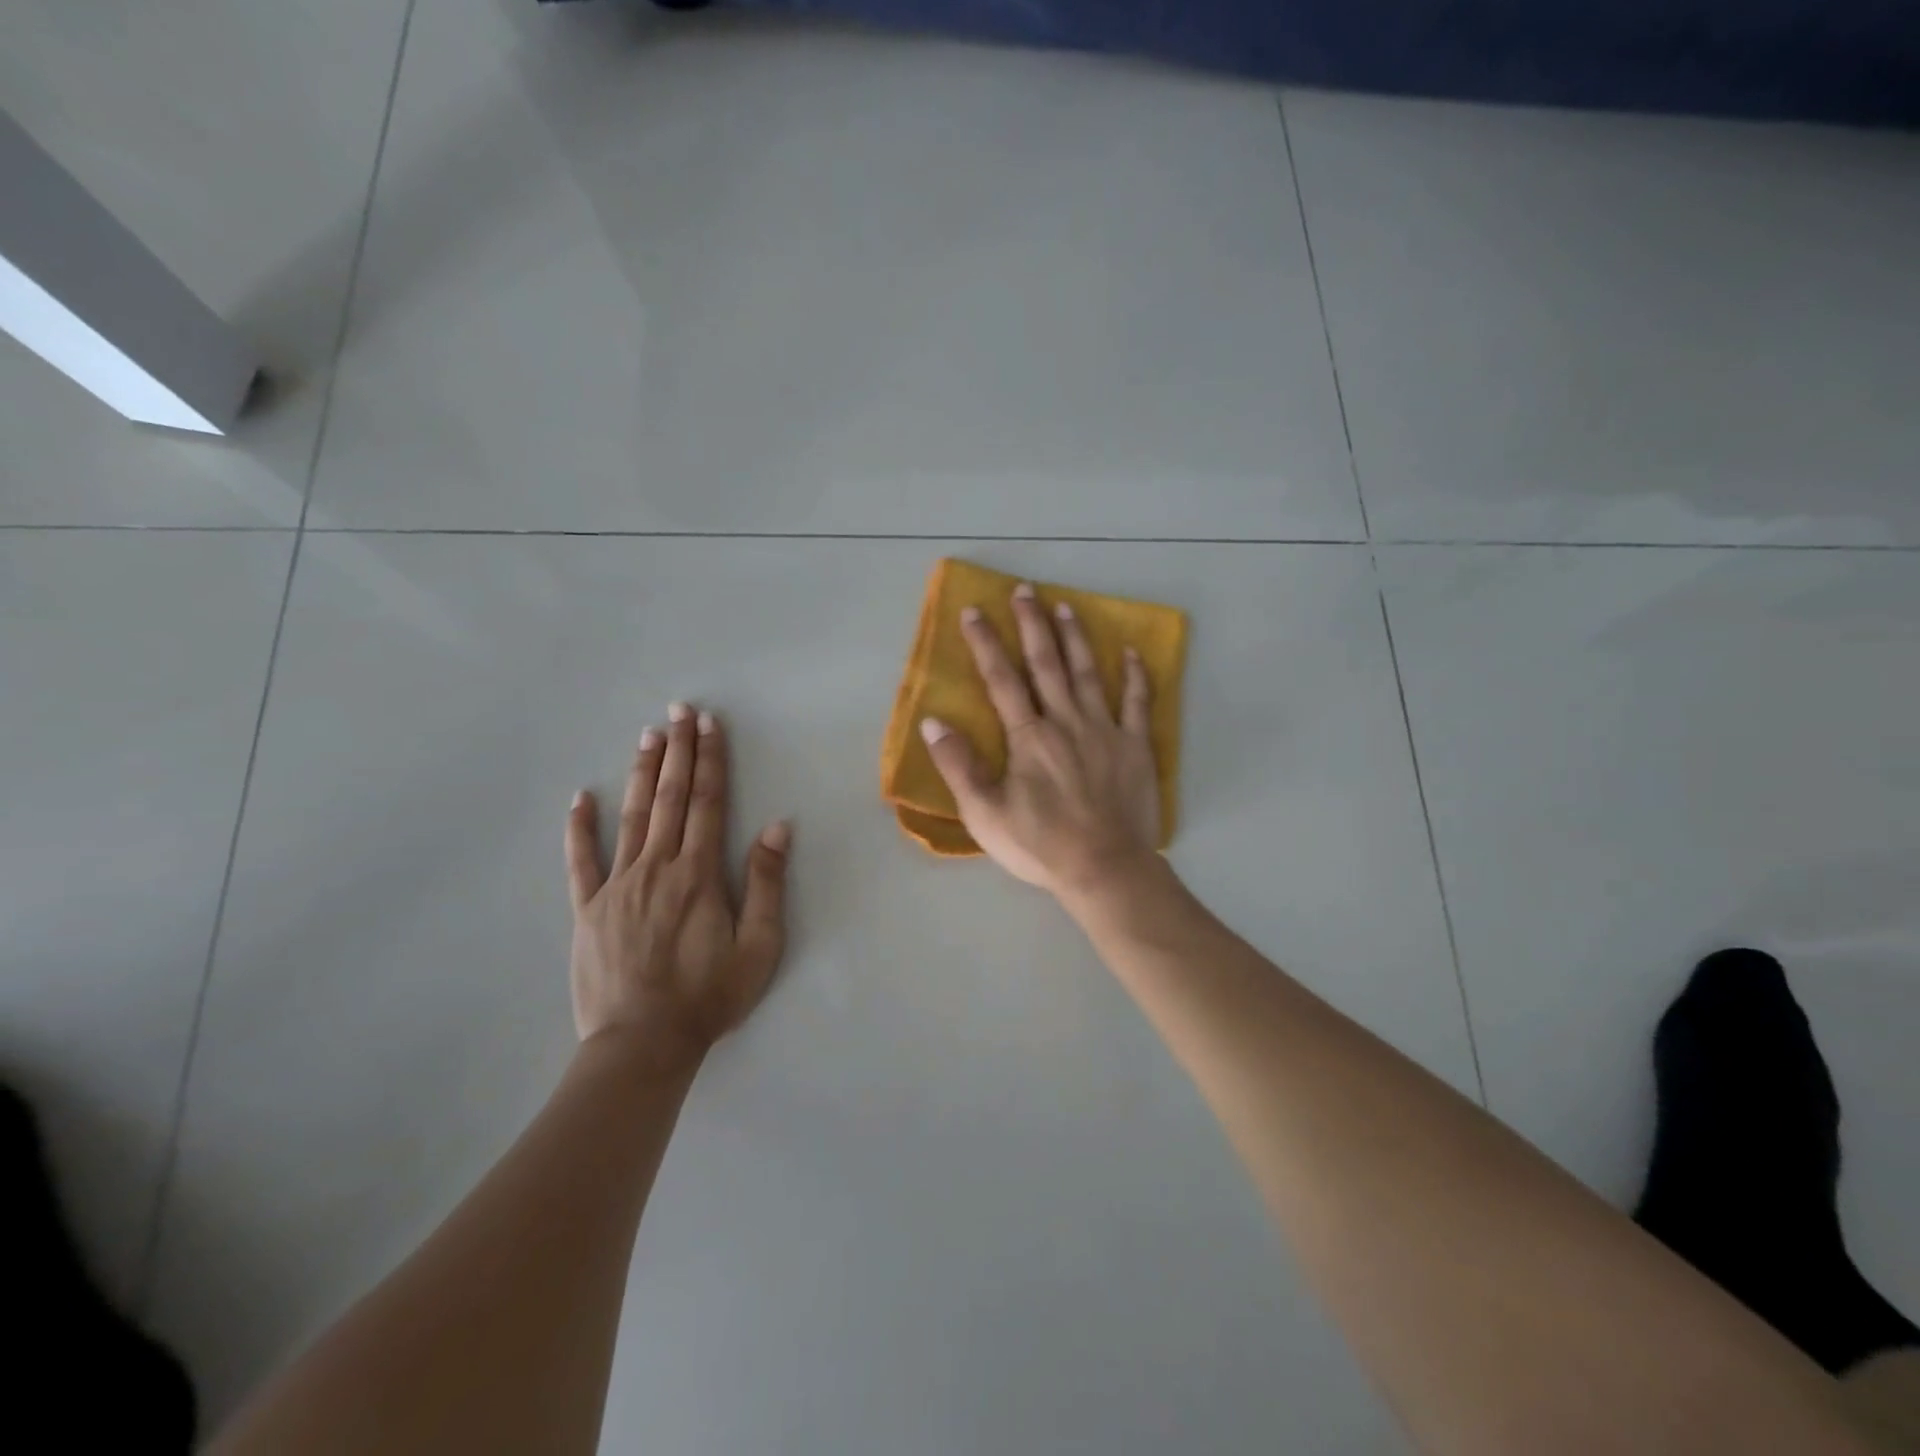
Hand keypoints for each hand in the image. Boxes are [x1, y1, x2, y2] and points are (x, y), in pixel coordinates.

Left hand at [565, 704, 789, 1072]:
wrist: (642, 1044)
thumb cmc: (709, 996)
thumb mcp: (758, 946)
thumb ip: (766, 883)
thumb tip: (777, 826)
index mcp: (699, 873)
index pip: (707, 802)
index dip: (710, 760)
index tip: (710, 725)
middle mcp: (657, 867)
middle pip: (669, 797)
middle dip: (678, 750)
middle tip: (679, 711)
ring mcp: (617, 885)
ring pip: (631, 817)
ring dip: (641, 773)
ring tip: (648, 735)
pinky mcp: (588, 909)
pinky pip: (581, 861)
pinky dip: (580, 827)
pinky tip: (581, 798)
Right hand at [920, 583, 1160, 897]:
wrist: (1105, 868)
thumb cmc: (1040, 844)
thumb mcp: (984, 813)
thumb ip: (958, 766)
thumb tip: (932, 723)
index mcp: (1028, 737)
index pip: (1002, 679)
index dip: (986, 643)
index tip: (974, 611)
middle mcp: (1065, 722)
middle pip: (1046, 664)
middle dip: (1032, 625)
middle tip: (1025, 590)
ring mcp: (1105, 730)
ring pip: (1087, 673)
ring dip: (1075, 638)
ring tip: (1066, 606)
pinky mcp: (1135, 746)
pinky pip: (1137, 702)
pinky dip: (1135, 676)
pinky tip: (1131, 653)